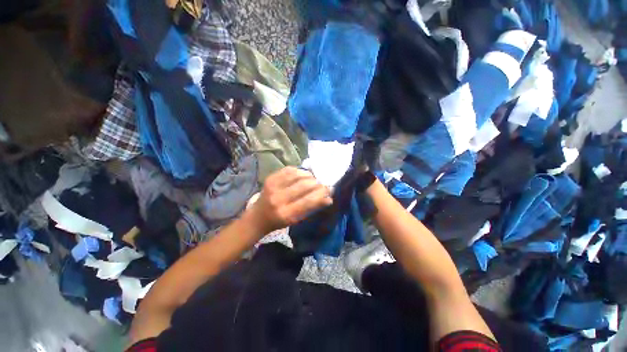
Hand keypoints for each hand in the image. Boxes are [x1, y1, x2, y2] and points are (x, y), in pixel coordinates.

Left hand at [248, 167, 332, 233]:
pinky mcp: (270, 179)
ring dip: (309, 175)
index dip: (321, 194)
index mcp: (286, 214)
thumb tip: (328, 198)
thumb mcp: (297, 219)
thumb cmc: (279, 221)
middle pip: (304, 185)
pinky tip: (302, 174)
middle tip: (321, 184)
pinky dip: (298, 170)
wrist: (258, 217)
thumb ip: (312, 208)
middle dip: (317, 183)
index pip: (309, 201)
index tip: (329, 190)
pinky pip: (288, 170)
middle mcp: (279, 199)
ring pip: (297, 175)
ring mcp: (273, 187)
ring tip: (313, 179)